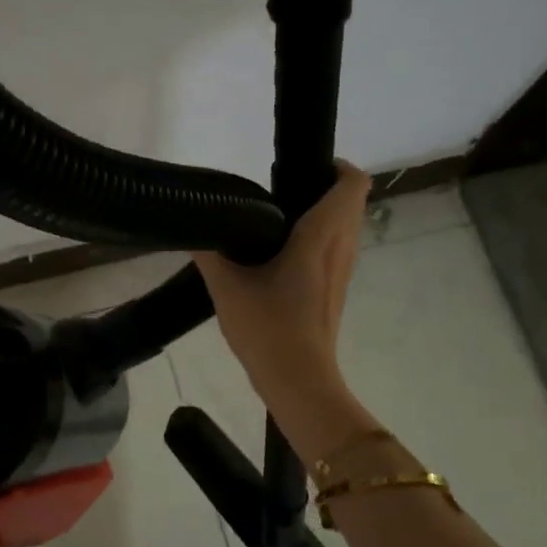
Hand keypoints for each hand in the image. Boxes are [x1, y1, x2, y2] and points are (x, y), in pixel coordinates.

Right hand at [193, 163, 378, 461]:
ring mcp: (343, 271)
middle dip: (320, 186)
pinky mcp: (336, 289)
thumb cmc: (267, 326)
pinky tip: (279, 254)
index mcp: (321, 235)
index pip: (352, 183)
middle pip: (350, 201)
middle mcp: (341, 247)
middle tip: (278, 189)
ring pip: (345, 226)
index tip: (299, 166)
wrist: (297, 380)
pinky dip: (318, 238)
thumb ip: (209, 252)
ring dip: (320, 213)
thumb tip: (193, 230)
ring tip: (275, 218)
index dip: (334, 166)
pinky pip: (336, 248)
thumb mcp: (226, 286)